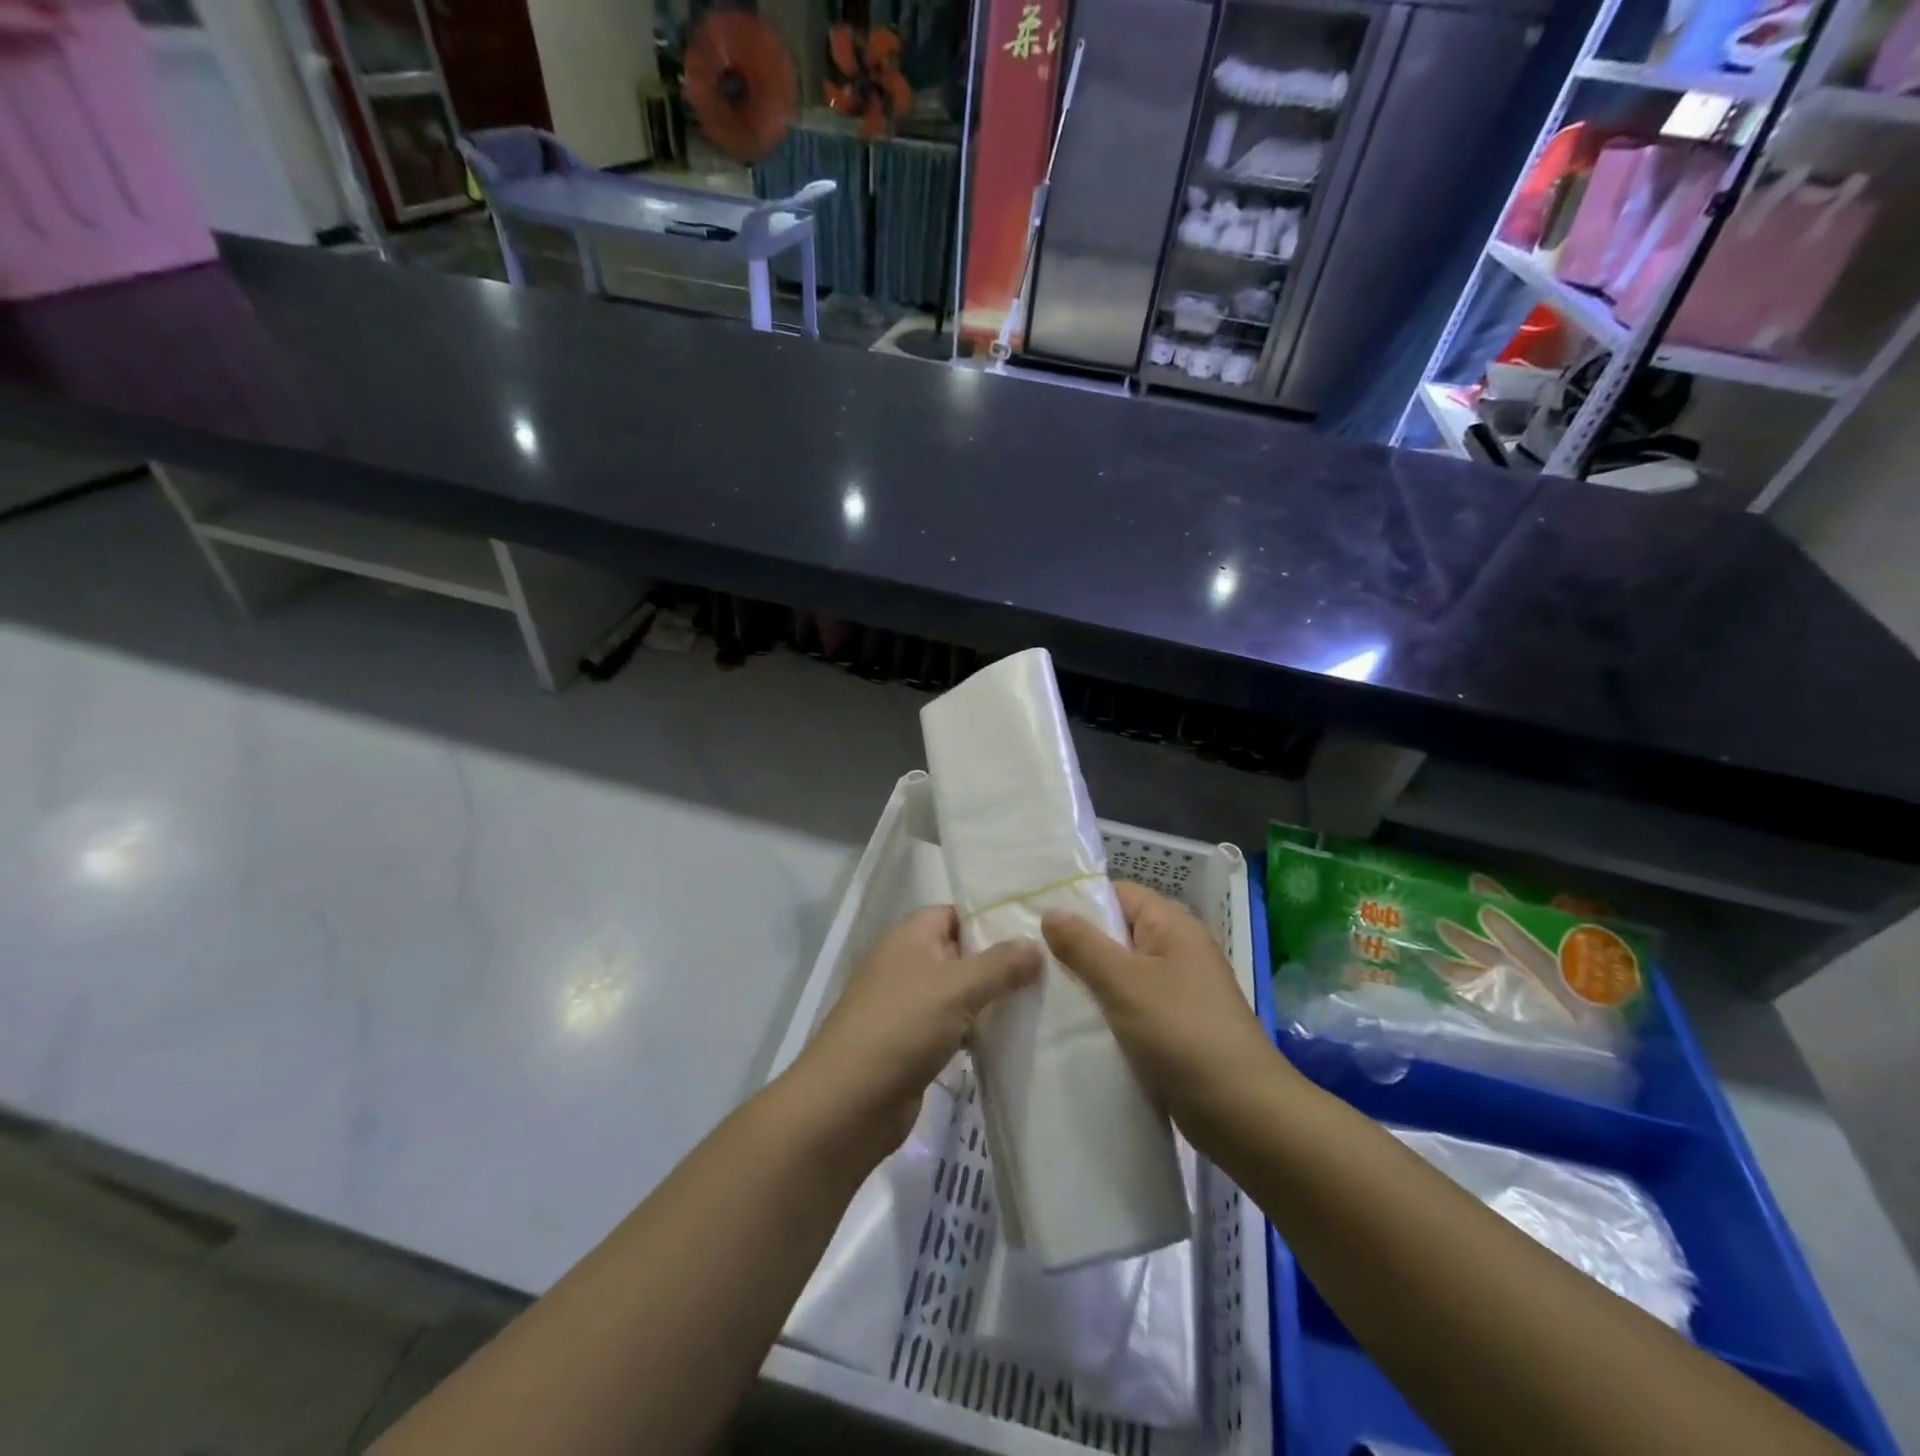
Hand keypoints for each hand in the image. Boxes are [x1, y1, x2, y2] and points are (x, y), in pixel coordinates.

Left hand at [789, 906, 1040, 1167]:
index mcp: (910, 936)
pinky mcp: (912, 1043)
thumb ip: (1000, 964)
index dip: (991, 919)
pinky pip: (952, 1026)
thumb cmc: (902, 1026)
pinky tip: (1011, 1039)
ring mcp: (907, 1005)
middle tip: (1048, 969)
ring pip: (959, 993)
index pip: (955, 913)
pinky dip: (976, 1031)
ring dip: (990, 1000)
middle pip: (960, 953)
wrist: (849, 1102)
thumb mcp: (957, 987)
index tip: (1034, 931)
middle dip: (999, 962)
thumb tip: (1036, 944)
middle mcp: (907, 963)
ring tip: (1040, 1002)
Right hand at [1043, 882, 1285, 1129]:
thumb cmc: (1182, 1034)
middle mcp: (1178, 950)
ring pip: (1122, 972)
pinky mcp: (1176, 1027)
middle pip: (1118, 932)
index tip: (1034, 917)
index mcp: (1173, 926)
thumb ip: (1083, 945)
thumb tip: (1050, 911)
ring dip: (1089, 981)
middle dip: (1077, 944)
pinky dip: (1106, 1011)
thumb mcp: (1124, 983)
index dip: (1079, 900)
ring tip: (1042, 989)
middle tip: (1030, 956)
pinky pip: (1131, 1005)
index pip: (1119, 893)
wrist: (1244, 1114)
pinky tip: (1072, 1024)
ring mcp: (1179, 990)